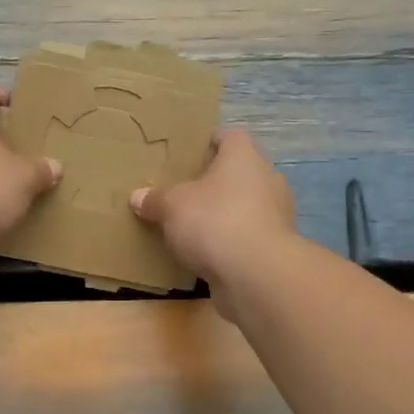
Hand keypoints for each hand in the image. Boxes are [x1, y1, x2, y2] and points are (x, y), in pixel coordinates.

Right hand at [130, 130, 296, 316]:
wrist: (256, 274)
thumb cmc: (214, 221)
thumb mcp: (171, 206)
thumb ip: (155, 199)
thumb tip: (138, 196)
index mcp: (244, 157)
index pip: (229, 138)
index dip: (209, 143)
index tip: (187, 155)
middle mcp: (266, 179)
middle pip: (238, 173)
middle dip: (214, 183)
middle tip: (184, 193)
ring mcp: (276, 215)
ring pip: (245, 206)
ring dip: (224, 214)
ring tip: (194, 226)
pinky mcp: (275, 248)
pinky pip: (247, 237)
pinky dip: (231, 242)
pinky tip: (208, 254)